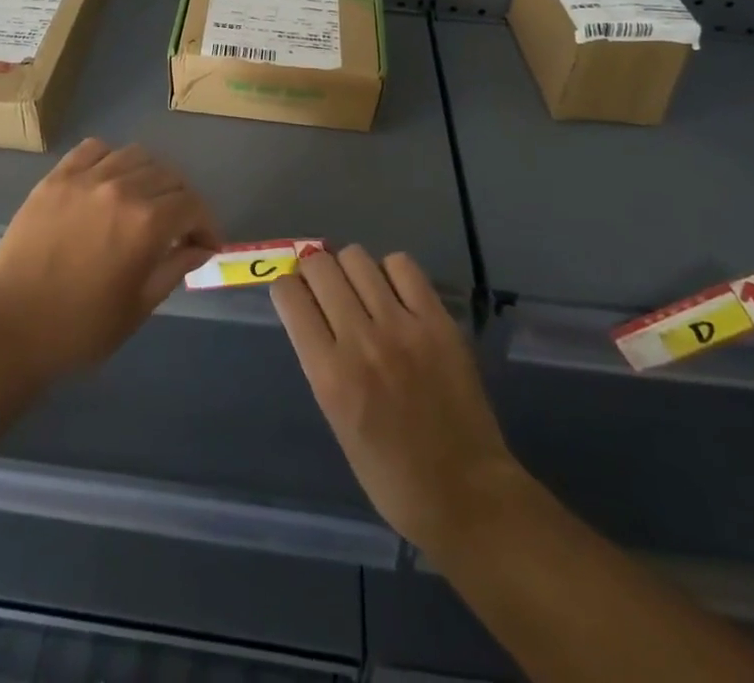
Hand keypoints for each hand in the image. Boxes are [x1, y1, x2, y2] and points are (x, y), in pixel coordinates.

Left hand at [0, 139, 220, 381]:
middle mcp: (121, 189)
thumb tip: (201, 247)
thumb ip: (175, 268)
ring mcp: (85, 178)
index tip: (205, 244)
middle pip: (169, 175)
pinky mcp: (56, 178)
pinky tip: (107, 182)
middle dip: (182, 201)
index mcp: (146, 224)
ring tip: (144, 200)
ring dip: (150, 176)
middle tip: (177, 227)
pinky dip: (110, 159)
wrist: (8, 328)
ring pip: (135, 155)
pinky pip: (93, 149)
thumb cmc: (79, 329)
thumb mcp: (138, 307)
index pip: (192, 204)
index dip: (206, 224)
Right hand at [273, 245, 523, 555]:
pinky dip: (390, 271)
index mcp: (329, 376)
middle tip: (323, 286)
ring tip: (360, 288)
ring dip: (350, 268)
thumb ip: (322, 363)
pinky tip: (393, 293)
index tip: (294, 296)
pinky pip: (402, 265)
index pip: (290, 297)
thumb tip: (313, 314)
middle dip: (313, 270)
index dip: (286, 289)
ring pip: (357, 258)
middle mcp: (361, 342)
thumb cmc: (391, 476)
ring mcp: (403, 327)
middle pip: (320, 267)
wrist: (467, 494)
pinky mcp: (438, 321)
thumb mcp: (336, 421)